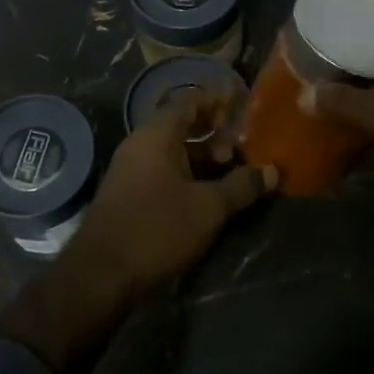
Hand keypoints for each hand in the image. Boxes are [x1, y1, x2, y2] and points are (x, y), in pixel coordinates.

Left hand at [0, 88, 275, 373]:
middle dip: (214, 134)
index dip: (217, 100)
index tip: (242, 104)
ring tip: (231, 174)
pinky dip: (187, 175)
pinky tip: (207, 196)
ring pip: (173, 152)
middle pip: (181, 126)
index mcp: (157, 135)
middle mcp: (141, 144)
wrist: (101, 273)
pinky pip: (163, 171)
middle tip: (241, 149)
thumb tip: (272, 171)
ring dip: (202, 159)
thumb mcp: (208, 207)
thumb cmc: (157, 227)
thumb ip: (241, 186)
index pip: (189, 101)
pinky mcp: (128, 194)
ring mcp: (131, 169)